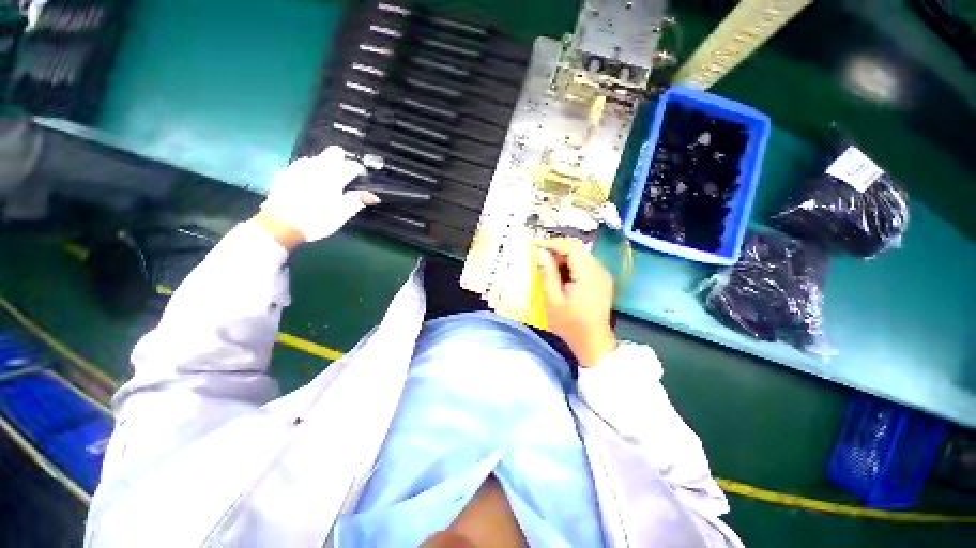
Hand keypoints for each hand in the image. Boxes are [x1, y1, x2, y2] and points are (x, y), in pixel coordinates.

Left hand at [256, 146, 378, 245]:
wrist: (280, 225)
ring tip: (326, 183)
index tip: (362, 179)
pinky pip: (301, 167)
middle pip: (334, 152)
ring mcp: (298, 167)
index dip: (360, 171)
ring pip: (316, 158)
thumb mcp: (342, 214)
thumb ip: (358, 201)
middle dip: (342, 161)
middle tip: (345, 177)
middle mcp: (316, 166)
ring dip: (325, 167)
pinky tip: (308, 186)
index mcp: (333, 176)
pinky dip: (309, 173)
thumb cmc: (316, 220)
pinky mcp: (285, 173)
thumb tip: (373, 196)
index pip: (352, 165)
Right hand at [537, 239, 616, 366]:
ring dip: (564, 259)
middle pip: (577, 251)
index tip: (536, 246)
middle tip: (539, 259)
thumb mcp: (553, 301)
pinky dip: (571, 266)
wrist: (593, 343)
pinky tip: (561, 276)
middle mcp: (600, 270)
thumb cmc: (570, 325)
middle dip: (557, 251)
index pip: (571, 248)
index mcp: (588, 274)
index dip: (553, 244)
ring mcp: (603, 275)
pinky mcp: (603, 281)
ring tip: (548, 269)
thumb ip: (548, 275)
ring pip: (581, 257)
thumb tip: (542, 254)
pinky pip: (585, 266)